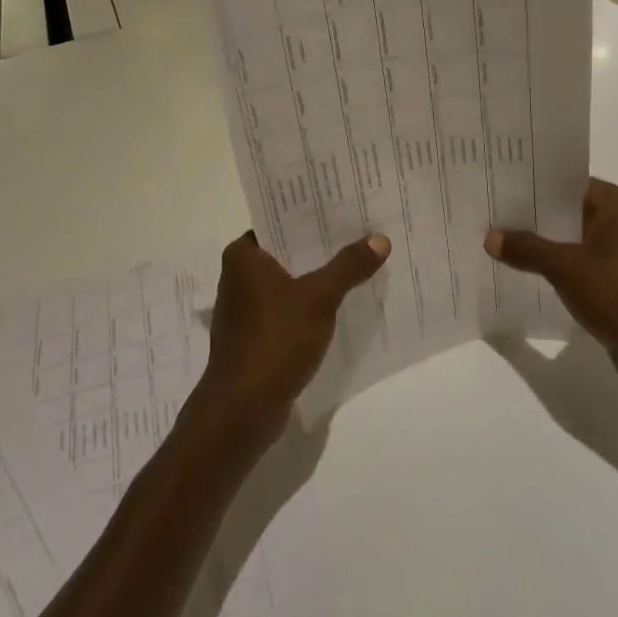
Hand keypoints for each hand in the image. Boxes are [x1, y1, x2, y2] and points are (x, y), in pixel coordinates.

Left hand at [192, 230, 390, 446]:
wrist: (242, 410)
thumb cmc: (275, 340)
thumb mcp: (318, 298)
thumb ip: (348, 267)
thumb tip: (380, 239)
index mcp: (242, 256)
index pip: (278, 221)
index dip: (310, 215)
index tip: (343, 206)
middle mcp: (237, 276)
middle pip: (286, 251)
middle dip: (320, 246)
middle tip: (360, 231)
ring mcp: (245, 309)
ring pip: (288, 281)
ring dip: (316, 277)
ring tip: (356, 264)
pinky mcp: (255, 336)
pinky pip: (287, 308)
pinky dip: (309, 305)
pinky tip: (339, 305)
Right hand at [486, 178, 617, 401]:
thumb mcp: (565, 268)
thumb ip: (527, 248)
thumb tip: (490, 237)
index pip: (571, 183)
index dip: (535, 185)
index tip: (502, 188)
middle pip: (574, 210)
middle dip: (537, 216)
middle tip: (495, 215)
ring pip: (580, 240)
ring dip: (550, 244)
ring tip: (507, 243)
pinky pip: (589, 265)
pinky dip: (565, 267)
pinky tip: (535, 274)